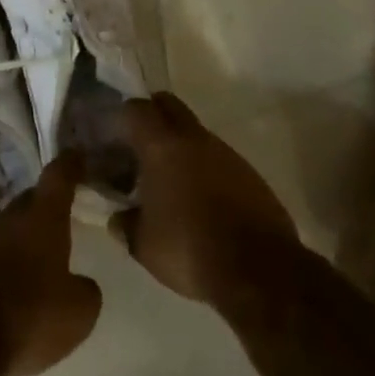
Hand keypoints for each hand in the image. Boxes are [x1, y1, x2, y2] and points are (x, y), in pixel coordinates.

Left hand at [0, 152, 102, 375]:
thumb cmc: (25, 317)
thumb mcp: (76, 315)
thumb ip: (85, 292)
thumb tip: (80, 284)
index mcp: (41, 220)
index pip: (58, 178)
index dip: (69, 165)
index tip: (76, 155)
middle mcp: (5, 219)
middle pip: (28, 203)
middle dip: (42, 209)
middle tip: (56, 222)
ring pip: (0, 232)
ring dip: (13, 244)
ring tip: (25, 270)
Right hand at [112, 93, 298, 303]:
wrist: (260, 270)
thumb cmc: (190, 249)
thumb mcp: (143, 245)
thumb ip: (126, 224)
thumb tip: (118, 217)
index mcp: (162, 146)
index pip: (137, 108)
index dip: (123, 117)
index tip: (114, 136)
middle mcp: (194, 139)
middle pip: (169, 105)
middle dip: (152, 115)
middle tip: (138, 143)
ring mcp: (226, 153)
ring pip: (195, 132)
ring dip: (180, 145)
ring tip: (169, 179)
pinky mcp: (249, 173)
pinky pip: (218, 158)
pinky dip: (205, 168)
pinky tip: (201, 200)